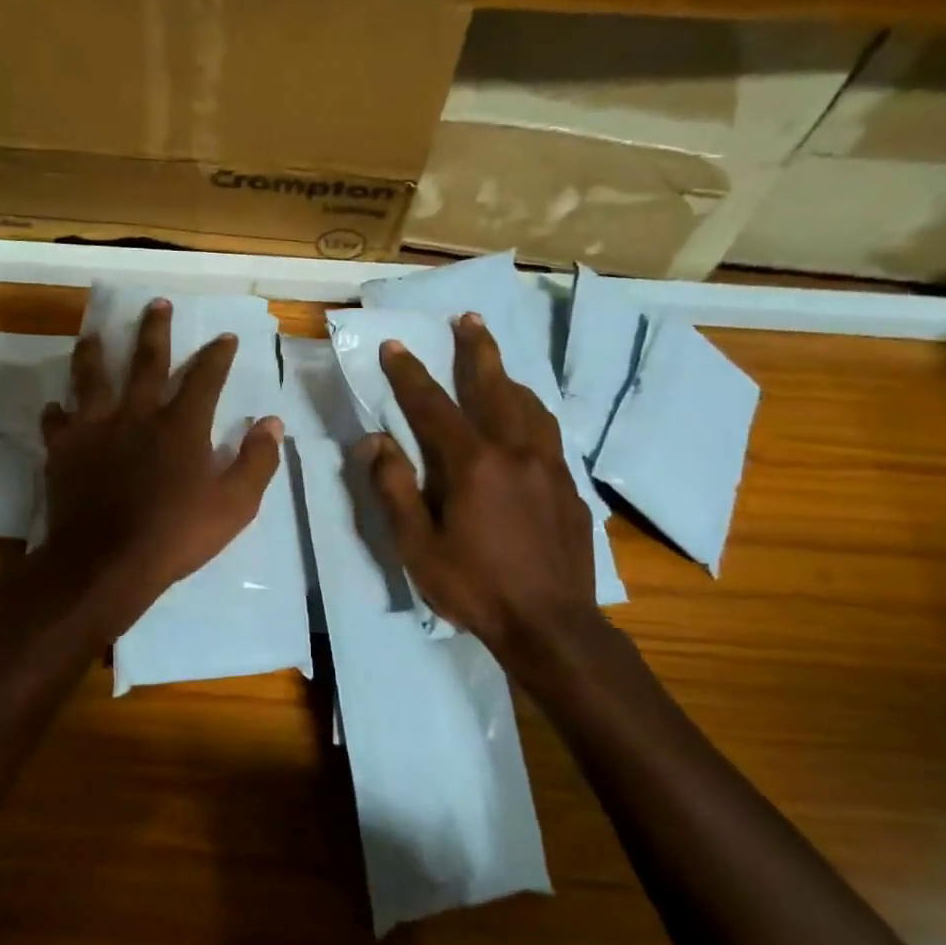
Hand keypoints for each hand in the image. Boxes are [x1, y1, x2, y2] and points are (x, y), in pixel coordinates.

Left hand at [40, 299, 282, 629]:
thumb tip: (272, 423)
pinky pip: (57, 421)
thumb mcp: (234, 505)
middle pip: (147, 361)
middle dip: (155, 330)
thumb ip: (256, 461)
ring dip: (95, 353)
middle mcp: (138, 414)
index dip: (217, 355)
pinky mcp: (64, 449)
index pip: (205, 378)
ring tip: (94, 334)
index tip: (224, 337)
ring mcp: (96, 428)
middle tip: (156, 303)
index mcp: (181, 425)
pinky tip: (56, 407)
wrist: (106, 563)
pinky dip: (57, 412)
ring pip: (93, 378)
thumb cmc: (176, 535)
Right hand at [353, 313, 598, 651]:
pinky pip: (548, 434)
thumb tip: (376, 442)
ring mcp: (549, 468)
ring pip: (529, 406)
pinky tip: (528, 421)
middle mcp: (515, 452)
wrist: (552, 626)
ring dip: (508, 378)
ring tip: (497, 363)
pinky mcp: (569, 488)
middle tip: (469, 319)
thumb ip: (394, 489)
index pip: (433, 405)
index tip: (396, 346)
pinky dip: (531, 413)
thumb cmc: (475, 588)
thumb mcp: (418, 547)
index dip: (410, 374)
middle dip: (477, 350)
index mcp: (473, 464)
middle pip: (494, 387)